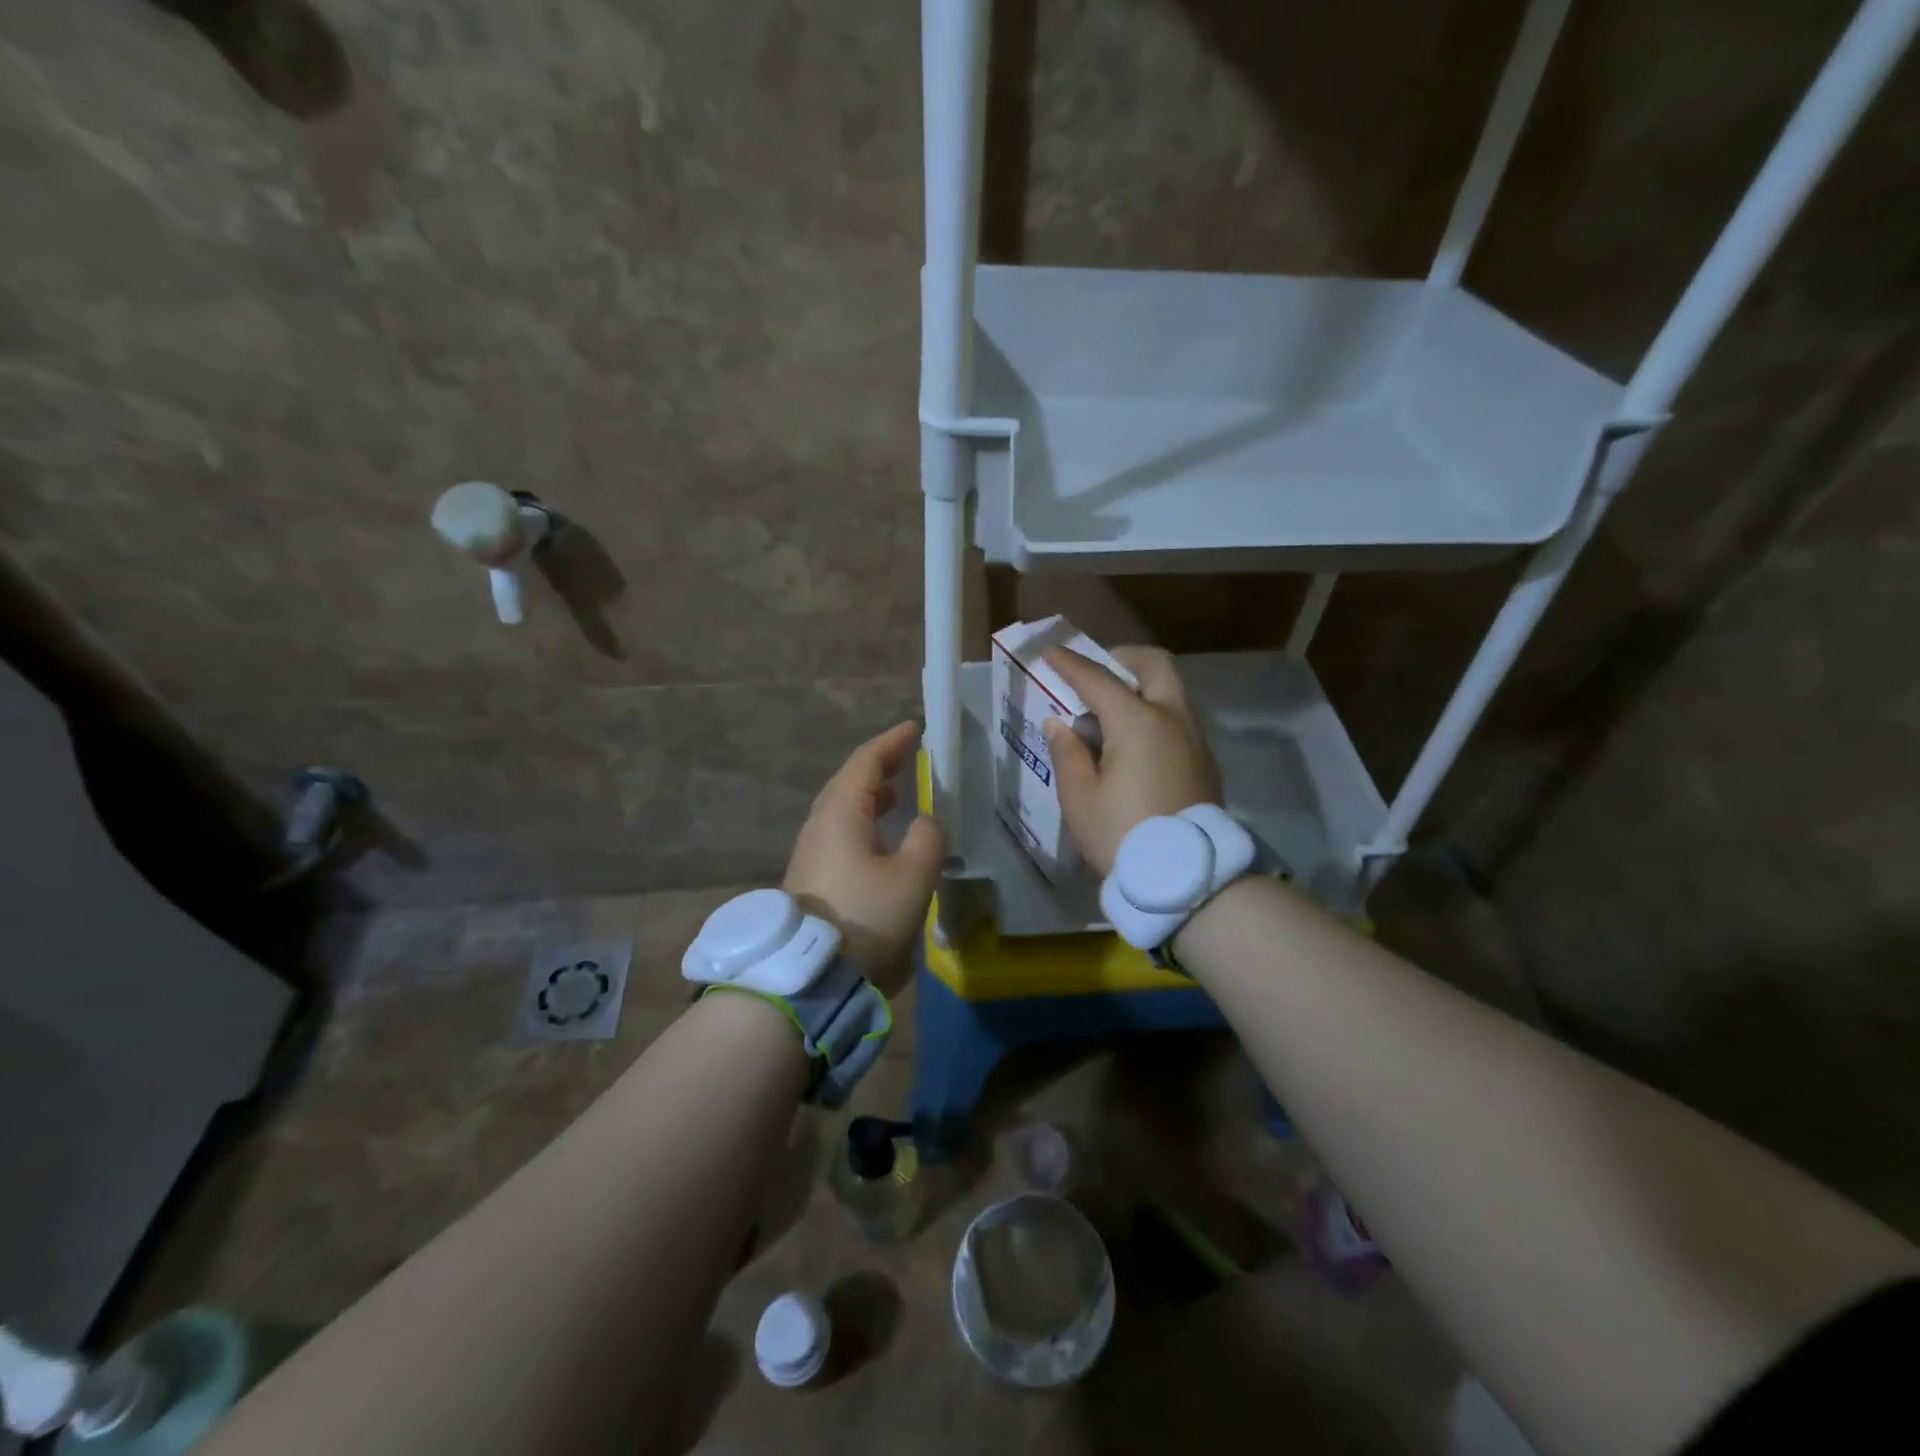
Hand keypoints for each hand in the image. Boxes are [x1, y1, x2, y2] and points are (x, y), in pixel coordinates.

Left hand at [785, 720, 945, 993]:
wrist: (810, 974)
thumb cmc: (866, 915)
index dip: (891, 743)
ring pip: (842, 809)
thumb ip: (928, 839)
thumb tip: (926, 822)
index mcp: (841, 813)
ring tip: (896, 792)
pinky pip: (840, 832)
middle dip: (879, 766)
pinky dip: (863, 820)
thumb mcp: (912, 875)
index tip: (913, 728)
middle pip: (848, 782)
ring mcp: (812, 852)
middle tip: (907, 756)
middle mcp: (820, 825)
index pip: (866, 763)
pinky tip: (880, 837)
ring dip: (869, 795)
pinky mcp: (812, 878)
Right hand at [1041, 646, 1222, 876]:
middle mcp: (1173, 718)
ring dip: (1143, 687)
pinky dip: (1157, 713)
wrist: (1187, 879)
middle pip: (1155, 666)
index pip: (1098, 679)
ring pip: (1172, 692)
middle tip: (1100, 671)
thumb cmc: (1123, 835)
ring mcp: (1196, 739)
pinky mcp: (1205, 762)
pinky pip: (1180, 719)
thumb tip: (1061, 724)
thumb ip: (1068, 753)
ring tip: (1112, 712)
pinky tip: (1135, 742)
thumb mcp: (1080, 798)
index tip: (1050, 652)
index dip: (1070, 664)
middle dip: (1125, 659)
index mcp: (1138, 722)